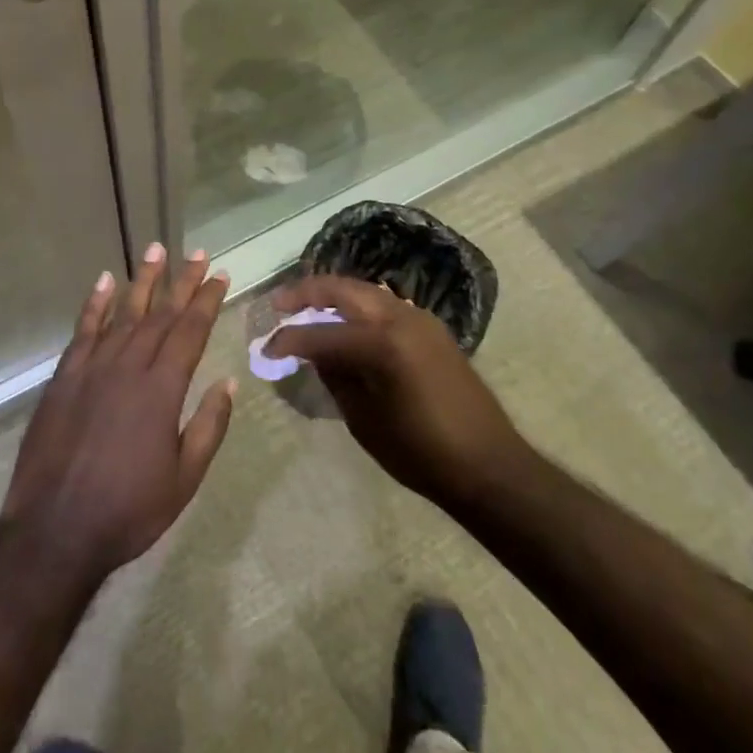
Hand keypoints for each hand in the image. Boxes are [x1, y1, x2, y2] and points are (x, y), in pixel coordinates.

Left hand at [0, 248, 234, 588]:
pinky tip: (104, 281)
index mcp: (161, 389)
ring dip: (142, 280)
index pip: (190, 331)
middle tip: (197, 253)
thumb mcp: (184, 479)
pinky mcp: (64, 377)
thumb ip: (208, 426)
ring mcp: (92, 368)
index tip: (219, 275)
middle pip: (161, 314)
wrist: (55, 532)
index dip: (206, 301)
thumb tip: (227, 381)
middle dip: (182, 282)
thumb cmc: (128, 510)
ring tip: (156, 249)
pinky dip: (95, 304)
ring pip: (123, 313)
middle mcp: (129, 367)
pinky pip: (83, 331)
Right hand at [264, 275, 521, 508]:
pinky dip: (358, 306)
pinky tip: (345, 322)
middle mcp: (399, 317)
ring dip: (334, 295)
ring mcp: (419, 318)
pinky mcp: (431, 328)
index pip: (320, 332)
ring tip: (307, 308)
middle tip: (279, 303)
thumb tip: (312, 351)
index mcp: (381, 342)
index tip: (264, 347)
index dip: (288, 339)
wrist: (487, 464)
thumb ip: (335, 375)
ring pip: (365, 291)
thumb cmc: (421, 451)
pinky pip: (384, 304)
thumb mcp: (364, 418)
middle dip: (307, 292)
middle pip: (343, 289)